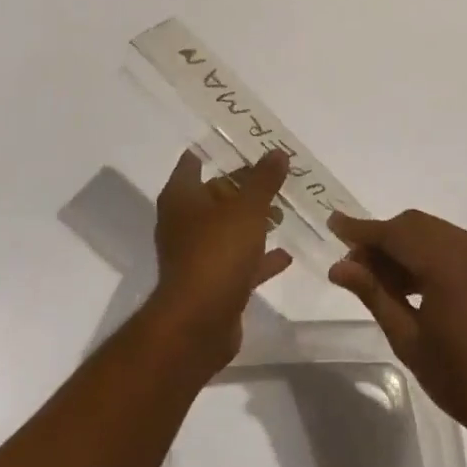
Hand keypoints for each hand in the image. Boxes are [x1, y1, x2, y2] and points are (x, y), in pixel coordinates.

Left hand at [149, 148, 293, 371]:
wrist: (199, 324)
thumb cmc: (218, 252)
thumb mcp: (248, 208)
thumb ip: (264, 180)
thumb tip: (277, 152)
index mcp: (181, 196)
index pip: (194, 161)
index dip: (217, 150)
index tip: (245, 143)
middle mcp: (182, 222)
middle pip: (214, 194)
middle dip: (243, 187)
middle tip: (275, 176)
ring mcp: (194, 254)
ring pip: (226, 228)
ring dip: (252, 221)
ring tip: (284, 210)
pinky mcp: (209, 283)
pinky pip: (236, 261)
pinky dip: (257, 257)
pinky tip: (285, 254)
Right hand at [328, 209, 466, 450]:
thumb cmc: (461, 378)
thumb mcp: (407, 338)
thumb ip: (373, 293)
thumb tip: (339, 267)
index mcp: (446, 261)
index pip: (393, 233)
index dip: (361, 229)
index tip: (333, 223)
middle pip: (413, 225)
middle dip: (382, 238)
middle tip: (354, 264)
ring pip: (433, 232)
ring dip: (404, 246)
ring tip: (379, 277)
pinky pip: (453, 245)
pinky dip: (428, 253)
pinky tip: (413, 281)